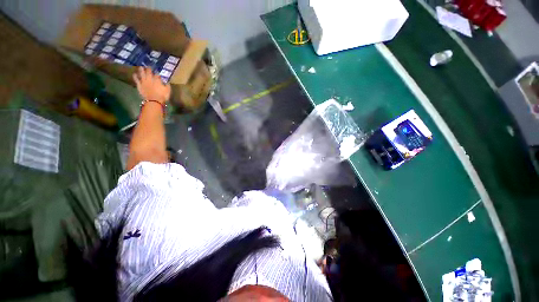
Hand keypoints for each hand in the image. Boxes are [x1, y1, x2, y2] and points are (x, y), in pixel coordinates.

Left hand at [133, 67, 170, 103]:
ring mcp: (144, 82)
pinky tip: (134, 74)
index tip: (157, 72)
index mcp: (157, 80)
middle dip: (149, 69)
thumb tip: (166, 82)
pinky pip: (136, 80)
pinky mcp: (139, 85)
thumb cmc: (162, 96)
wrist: (154, 101)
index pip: (157, 75)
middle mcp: (150, 79)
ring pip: (142, 74)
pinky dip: (135, 76)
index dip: (157, 73)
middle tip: (148, 66)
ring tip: (140, 67)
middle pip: (149, 72)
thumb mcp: (168, 91)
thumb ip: (167, 85)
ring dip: (141, 70)